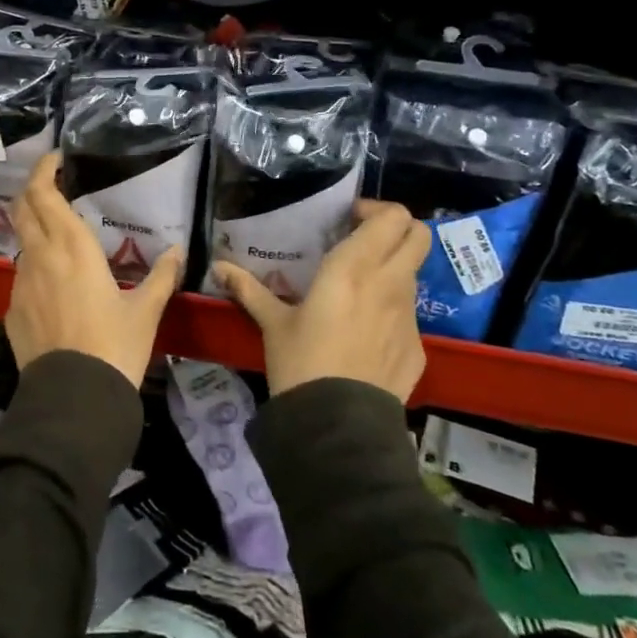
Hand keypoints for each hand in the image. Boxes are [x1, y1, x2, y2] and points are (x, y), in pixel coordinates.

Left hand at [5, 153, 182, 387]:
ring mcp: (21, 284)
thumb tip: (179, 251)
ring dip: (36, 230)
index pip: (44, 194)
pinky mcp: (12, 310)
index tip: (57, 159)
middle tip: (54, 185)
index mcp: (72, 248)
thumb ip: (162, 276)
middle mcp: (40, 257)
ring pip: (22, 242)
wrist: (74, 400)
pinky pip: (22, 276)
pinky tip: (56, 288)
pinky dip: (36, 267)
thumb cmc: (115, 346)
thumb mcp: (146, 310)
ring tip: (62, 241)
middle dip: (33, 189)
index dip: (44, 170)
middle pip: (22, 207)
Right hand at [213, 200, 431, 399]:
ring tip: (357, 288)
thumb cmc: (301, 363)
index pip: (392, 217)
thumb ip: (248, 289)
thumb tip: (218, 267)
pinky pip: (408, 314)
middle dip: (397, 228)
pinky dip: (390, 310)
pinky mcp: (417, 347)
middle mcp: (389, 284)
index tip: (348, 220)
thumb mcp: (271, 323)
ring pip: (413, 274)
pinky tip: (363, 332)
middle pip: (418, 235)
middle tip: (363, 239)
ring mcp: (409, 317)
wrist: (338, 427)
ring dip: (391, 269)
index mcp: (353, 268)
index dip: (376, 210)